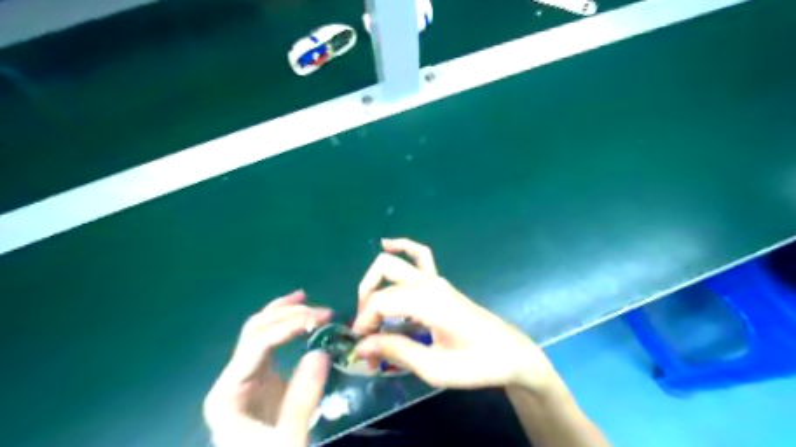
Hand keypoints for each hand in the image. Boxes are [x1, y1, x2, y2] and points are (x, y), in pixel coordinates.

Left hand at [204, 291, 332, 444]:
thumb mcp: (288, 441)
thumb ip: (301, 401)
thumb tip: (321, 353)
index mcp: (228, 393)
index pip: (257, 343)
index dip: (289, 325)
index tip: (321, 319)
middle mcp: (232, 378)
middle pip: (255, 331)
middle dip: (288, 314)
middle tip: (323, 312)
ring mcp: (245, 377)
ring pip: (260, 332)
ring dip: (285, 313)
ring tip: (308, 301)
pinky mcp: (261, 380)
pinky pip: (270, 344)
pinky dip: (286, 327)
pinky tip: (299, 318)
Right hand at [351, 238, 561, 392]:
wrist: (510, 354)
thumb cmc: (476, 364)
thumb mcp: (434, 367)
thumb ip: (396, 351)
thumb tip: (361, 346)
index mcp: (427, 301)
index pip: (380, 301)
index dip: (363, 321)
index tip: (362, 349)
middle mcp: (429, 283)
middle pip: (382, 275)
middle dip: (366, 302)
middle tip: (367, 333)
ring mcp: (436, 279)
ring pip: (394, 264)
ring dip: (375, 284)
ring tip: (372, 313)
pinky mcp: (441, 283)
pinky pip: (419, 255)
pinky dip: (401, 247)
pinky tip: (387, 244)